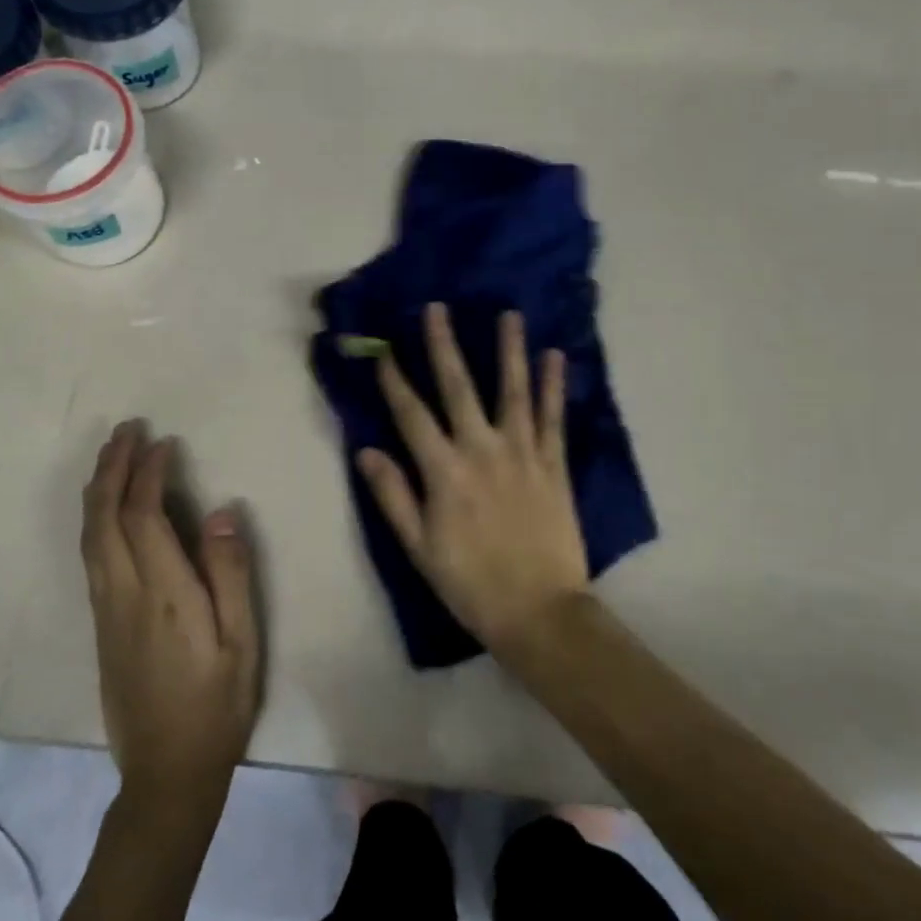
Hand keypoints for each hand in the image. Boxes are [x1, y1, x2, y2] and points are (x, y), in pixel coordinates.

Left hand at [81, 423, 261, 815]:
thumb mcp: (242, 642)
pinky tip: (106, 507)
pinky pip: (90, 554)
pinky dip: (95, 517)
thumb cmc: (216, 706)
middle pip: (104, 517)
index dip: (149, 473)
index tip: (164, 442)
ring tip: (112, 454)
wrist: (166, 775)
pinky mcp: (100, 624)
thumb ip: (230, 574)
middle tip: (126, 428)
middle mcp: (124, 594)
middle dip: (112, 467)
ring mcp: (105, 610)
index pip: (144, 515)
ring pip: (89, 535)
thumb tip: (219, 512)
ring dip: (98, 488)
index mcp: (163, 594)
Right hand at [357, 304, 590, 660]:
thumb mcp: (419, 548)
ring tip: (509, 314)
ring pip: (512, 391)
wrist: (539, 612)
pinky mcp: (553, 464)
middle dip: (444, 345)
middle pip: (458, 387)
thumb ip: (393, 495)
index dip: (394, 380)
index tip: (383, 349)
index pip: (411, 414)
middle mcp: (481, 450)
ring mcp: (522, 453)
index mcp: (444, 472)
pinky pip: (552, 417)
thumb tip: (366, 451)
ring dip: (508, 350)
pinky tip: (555, 356)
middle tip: (438, 308)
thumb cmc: (470, 583)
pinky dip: (553, 385)